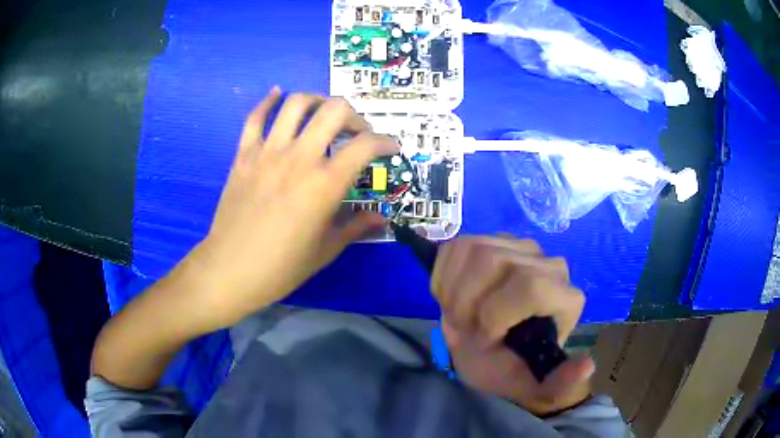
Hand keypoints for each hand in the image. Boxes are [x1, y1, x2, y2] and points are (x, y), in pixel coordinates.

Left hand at [185, 89, 397, 329]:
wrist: (230, 270)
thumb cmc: (281, 267)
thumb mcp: (325, 250)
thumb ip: (356, 227)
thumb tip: (382, 217)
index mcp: (324, 184)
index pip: (365, 145)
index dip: (385, 142)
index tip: (391, 148)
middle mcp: (299, 157)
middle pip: (334, 110)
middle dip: (354, 116)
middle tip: (356, 132)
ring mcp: (268, 152)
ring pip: (296, 104)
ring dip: (317, 101)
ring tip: (323, 113)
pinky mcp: (244, 155)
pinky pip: (255, 117)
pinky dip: (268, 101)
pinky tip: (277, 94)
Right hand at [432, 236, 593, 415]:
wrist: (490, 352)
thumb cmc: (511, 367)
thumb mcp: (531, 385)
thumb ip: (559, 383)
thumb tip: (587, 367)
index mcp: (565, 298)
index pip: (530, 286)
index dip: (494, 315)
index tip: (484, 339)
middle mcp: (549, 264)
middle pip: (493, 262)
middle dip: (466, 303)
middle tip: (466, 328)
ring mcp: (519, 247)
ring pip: (472, 249)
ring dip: (453, 291)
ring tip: (460, 314)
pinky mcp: (491, 240)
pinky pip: (456, 246)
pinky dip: (443, 276)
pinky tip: (453, 296)